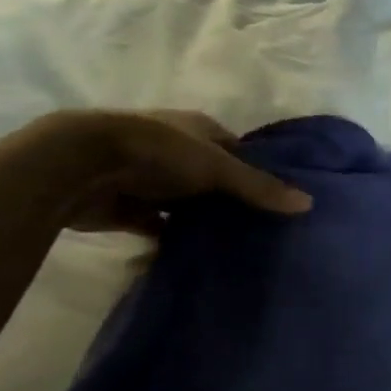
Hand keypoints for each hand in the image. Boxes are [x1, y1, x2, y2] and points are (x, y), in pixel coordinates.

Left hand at [35, 109, 312, 232]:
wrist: (81, 165)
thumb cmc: (159, 152)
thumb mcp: (217, 167)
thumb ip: (258, 187)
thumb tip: (308, 202)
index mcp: (199, 129)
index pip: (237, 150)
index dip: (257, 171)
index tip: (279, 200)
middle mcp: (176, 151)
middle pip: (211, 179)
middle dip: (230, 201)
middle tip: (262, 232)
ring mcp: (149, 179)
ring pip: (184, 205)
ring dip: (200, 222)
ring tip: (234, 250)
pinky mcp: (126, 209)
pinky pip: (157, 228)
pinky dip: (170, 242)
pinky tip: (194, 260)